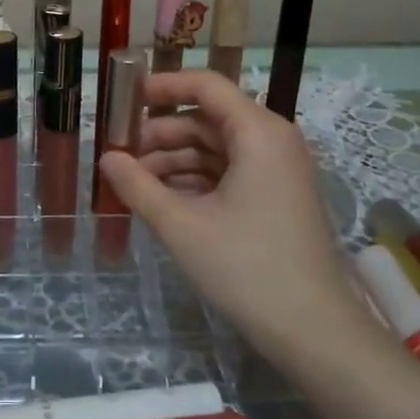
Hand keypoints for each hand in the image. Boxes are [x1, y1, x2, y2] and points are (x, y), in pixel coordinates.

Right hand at [98, 71, 375, 374]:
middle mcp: (272, 141)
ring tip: (134, 184)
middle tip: (119, 155)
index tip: (123, 99)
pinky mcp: (276, 198)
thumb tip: (105, 157)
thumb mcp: (181, 225)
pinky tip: (163, 201)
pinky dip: (195, 181)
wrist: (314, 332)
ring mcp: (278, 171)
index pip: (205, 86)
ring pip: (216, 148)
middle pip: (207, 119)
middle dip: (161, 134)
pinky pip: (229, 173)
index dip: (162, 86)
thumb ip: (137, 185)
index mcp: (258, 132)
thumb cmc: (246, 268)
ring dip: (174, 161)